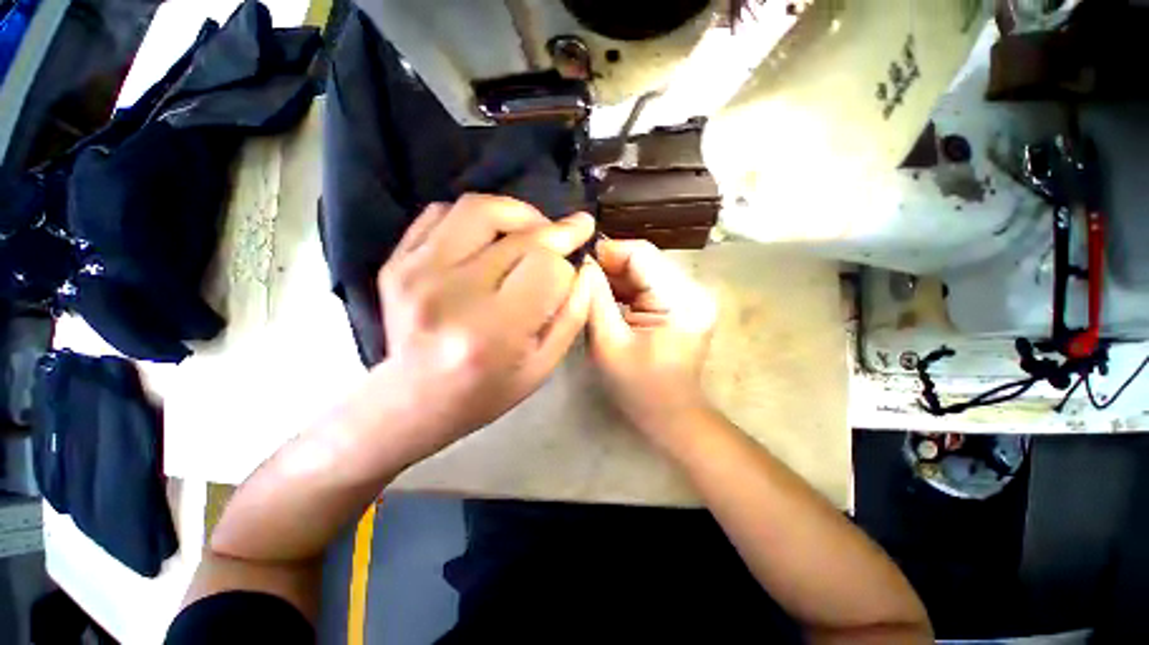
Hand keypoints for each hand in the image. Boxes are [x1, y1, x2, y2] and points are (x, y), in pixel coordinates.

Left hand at [373, 195, 594, 461]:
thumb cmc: (487, 391)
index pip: (547, 267)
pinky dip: (476, 217)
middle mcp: (452, 294)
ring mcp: (417, 272)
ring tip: (533, 229)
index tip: (573, 270)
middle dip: (556, 231)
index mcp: (494, 330)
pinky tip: (491, 237)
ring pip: (479, 209)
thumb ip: (572, 315)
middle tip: (572, 230)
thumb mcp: (543, 366)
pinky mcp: (397, 261)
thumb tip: (584, 268)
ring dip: (518, 213)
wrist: (415, 399)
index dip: (566, 266)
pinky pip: (442, 213)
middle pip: (520, 236)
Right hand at [585, 239, 717, 447]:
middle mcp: (693, 290)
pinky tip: (605, 297)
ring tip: (588, 288)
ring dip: (615, 277)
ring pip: (644, 270)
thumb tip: (581, 264)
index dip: (607, 252)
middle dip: (609, 266)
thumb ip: (594, 300)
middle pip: (644, 260)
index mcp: (682, 300)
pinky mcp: (682, 303)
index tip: (577, 262)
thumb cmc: (639, 389)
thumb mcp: (608, 345)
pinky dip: (624, 288)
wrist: (671, 415)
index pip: (641, 254)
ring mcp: (690, 295)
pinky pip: (647, 284)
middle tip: (578, 276)